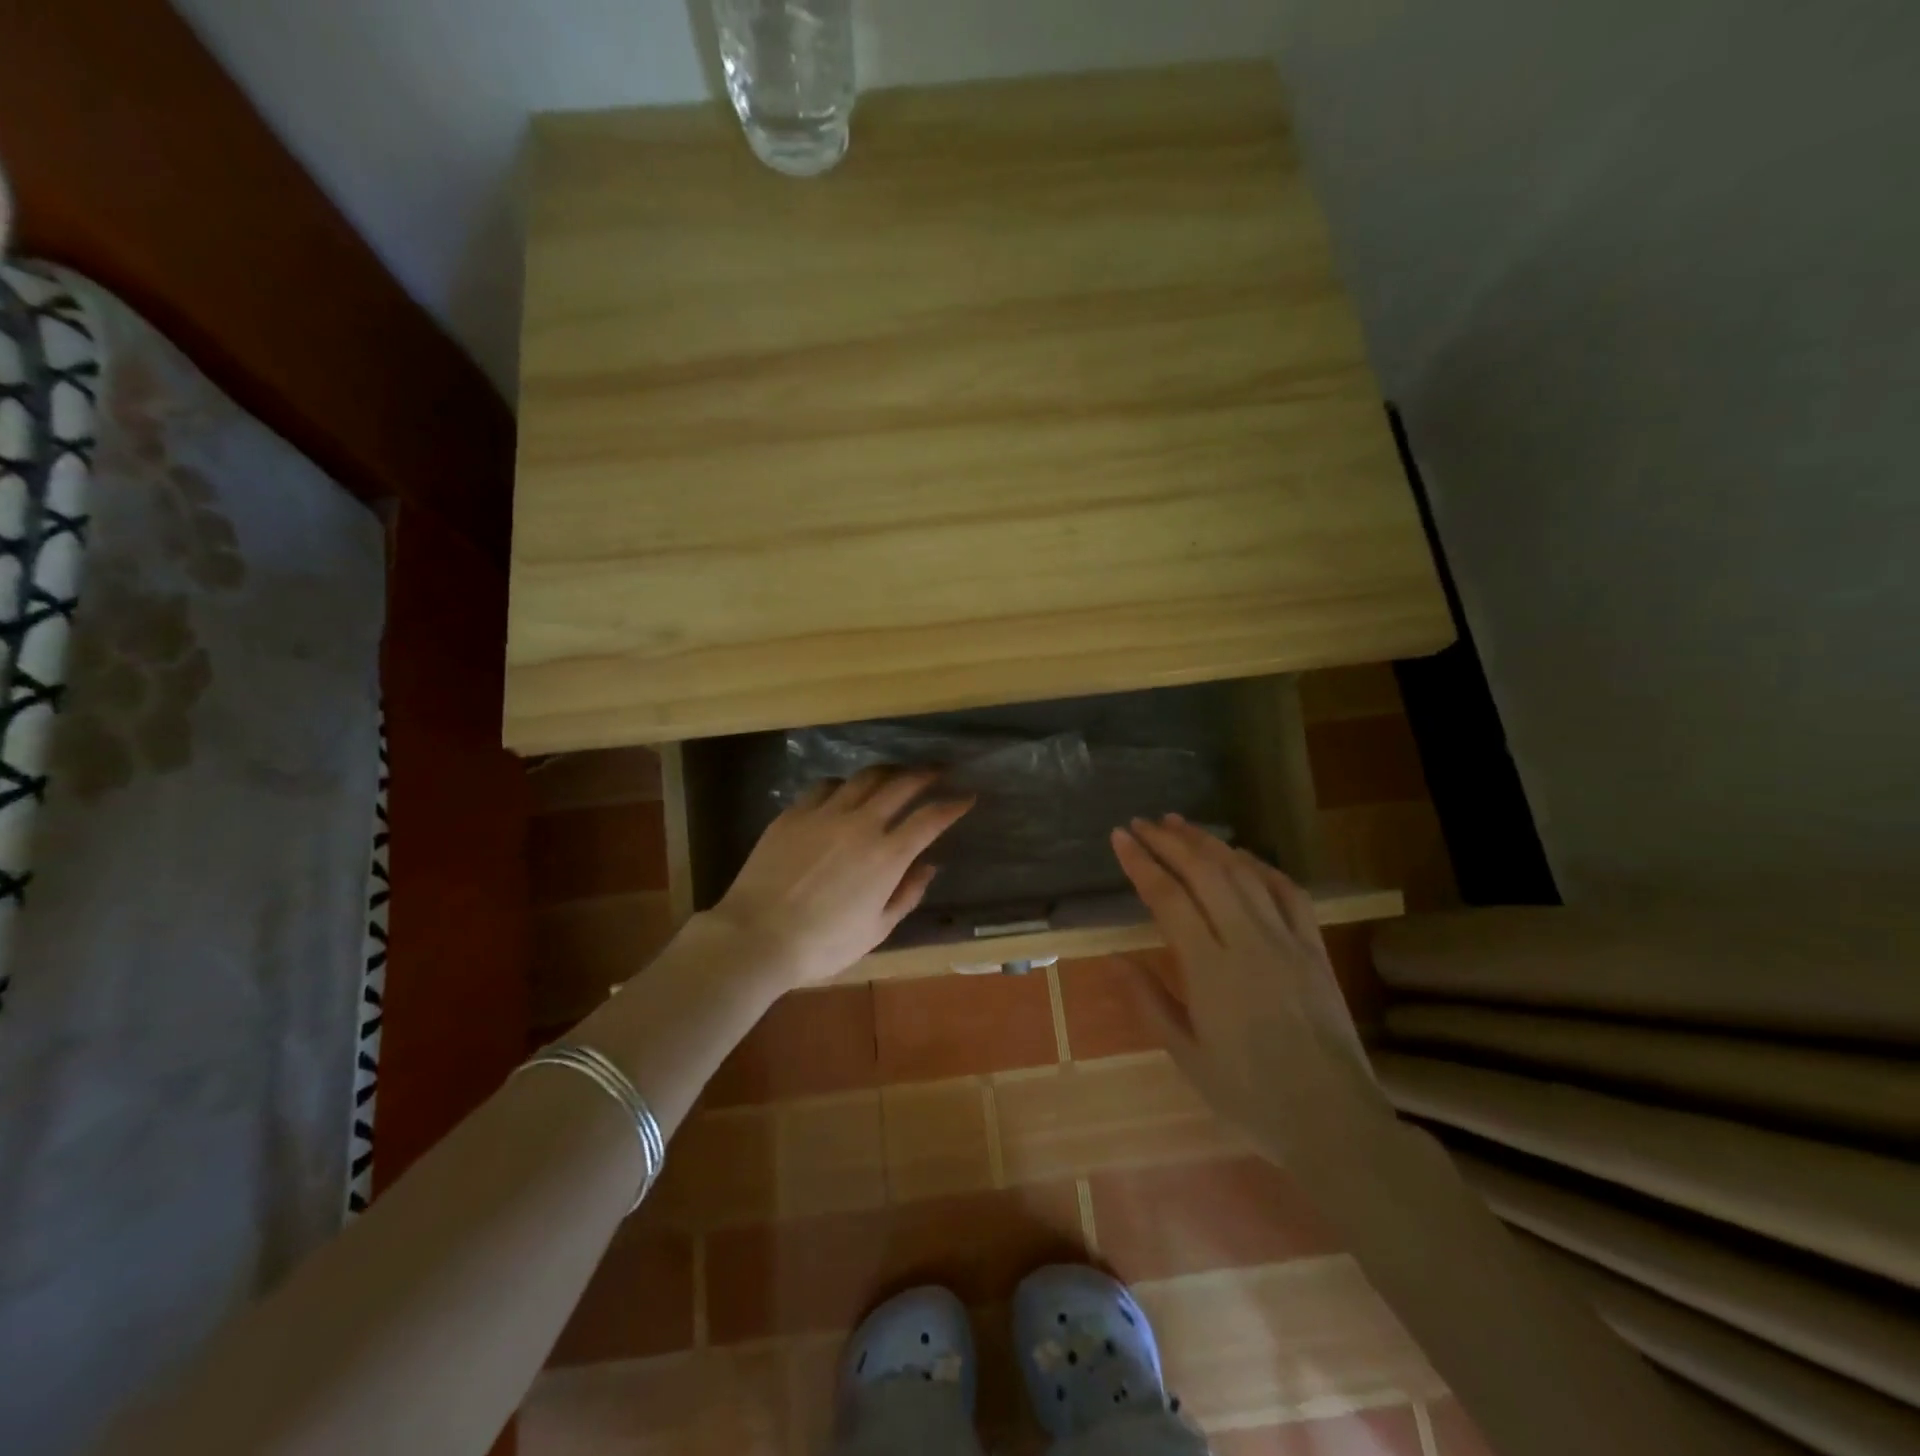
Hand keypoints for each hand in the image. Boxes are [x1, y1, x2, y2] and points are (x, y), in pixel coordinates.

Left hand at [710, 767, 973, 988]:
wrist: (757, 936)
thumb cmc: (822, 944)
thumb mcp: (876, 930)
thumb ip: (906, 894)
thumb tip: (928, 866)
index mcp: (887, 856)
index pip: (930, 818)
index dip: (953, 804)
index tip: (966, 796)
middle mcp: (861, 824)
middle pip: (902, 784)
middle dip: (926, 773)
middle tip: (939, 770)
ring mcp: (825, 813)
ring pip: (864, 777)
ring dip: (888, 771)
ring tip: (897, 774)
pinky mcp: (794, 813)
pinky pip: (826, 786)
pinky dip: (844, 784)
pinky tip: (845, 791)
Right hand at [1110, 815, 1382, 1124]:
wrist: (1333, 1121)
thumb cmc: (1249, 1096)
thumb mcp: (1186, 1055)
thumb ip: (1148, 1000)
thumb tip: (1113, 957)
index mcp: (1210, 970)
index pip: (1167, 898)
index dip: (1141, 862)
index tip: (1119, 837)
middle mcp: (1248, 942)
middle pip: (1205, 872)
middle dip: (1169, 841)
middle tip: (1143, 823)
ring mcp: (1287, 941)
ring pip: (1245, 873)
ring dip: (1209, 843)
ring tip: (1180, 825)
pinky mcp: (1315, 949)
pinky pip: (1288, 893)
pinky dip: (1261, 866)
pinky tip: (1241, 856)